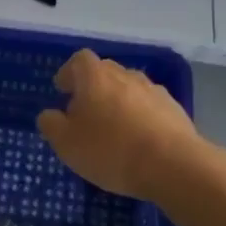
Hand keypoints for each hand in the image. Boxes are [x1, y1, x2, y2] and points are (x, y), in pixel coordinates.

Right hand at [37, 50, 199, 200]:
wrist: (173, 165)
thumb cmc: (110, 150)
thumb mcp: (66, 143)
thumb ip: (51, 124)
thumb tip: (50, 114)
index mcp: (95, 77)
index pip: (79, 60)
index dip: (69, 73)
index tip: (63, 91)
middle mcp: (125, 75)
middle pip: (105, 72)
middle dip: (92, 88)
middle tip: (84, 113)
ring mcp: (154, 91)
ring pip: (129, 89)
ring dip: (118, 103)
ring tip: (113, 130)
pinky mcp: (175, 110)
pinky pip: (149, 107)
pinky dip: (140, 117)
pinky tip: (138, 142)